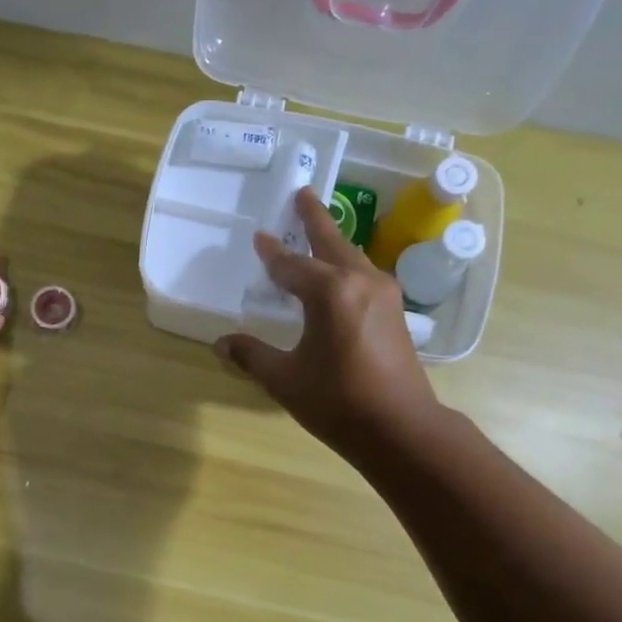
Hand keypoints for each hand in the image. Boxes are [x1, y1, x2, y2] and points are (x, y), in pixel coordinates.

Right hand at [215, 189, 443, 457]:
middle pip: (331, 243)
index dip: (271, 254)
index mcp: (329, 292)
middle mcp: (360, 282)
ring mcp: (383, 295)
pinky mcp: (395, 311)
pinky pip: (364, 274)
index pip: (291, 266)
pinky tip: (339, 274)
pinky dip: (345, 265)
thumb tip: (222, 343)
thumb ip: (251, 355)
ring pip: (352, 257)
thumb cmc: (337, 401)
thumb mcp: (284, 379)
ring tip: (318, 230)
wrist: (400, 428)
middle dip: (313, 219)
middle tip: (302, 194)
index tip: (258, 238)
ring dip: (332, 241)